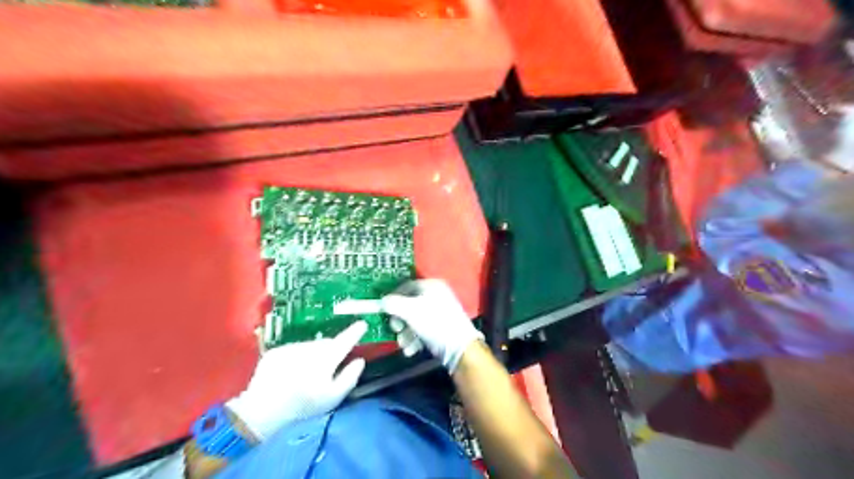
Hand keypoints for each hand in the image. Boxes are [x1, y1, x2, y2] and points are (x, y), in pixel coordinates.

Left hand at [222, 321, 366, 439]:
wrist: (261, 413)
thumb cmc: (303, 408)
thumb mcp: (333, 398)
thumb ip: (350, 377)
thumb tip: (360, 360)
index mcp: (326, 359)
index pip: (345, 340)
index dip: (355, 332)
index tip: (362, 324)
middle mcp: (309, 348)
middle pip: (327, 343)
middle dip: (332, 349)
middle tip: (331, 365)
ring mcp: (291, 348)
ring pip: (310, 346)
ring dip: (314, 354)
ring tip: (308, 375)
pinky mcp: (276, 352)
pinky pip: (294, 350)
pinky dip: (297, 358)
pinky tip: (291, 374)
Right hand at [383, 281, 481, 373]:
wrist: (459, 347)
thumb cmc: (433, 322)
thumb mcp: (410, 310)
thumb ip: (393, 304)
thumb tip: (382, 301)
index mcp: (431, 286)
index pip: (407, 286)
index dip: (393, 297)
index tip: (384, 310)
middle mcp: (436, 296)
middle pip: (409, 305)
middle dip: (399, 320)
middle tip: (395, 329)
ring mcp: (439, 313)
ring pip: (414, 320)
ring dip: (405, 334)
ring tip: (404, 345)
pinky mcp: (441, 328)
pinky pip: (422, 330)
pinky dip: (415, 339)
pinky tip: (412, 349)